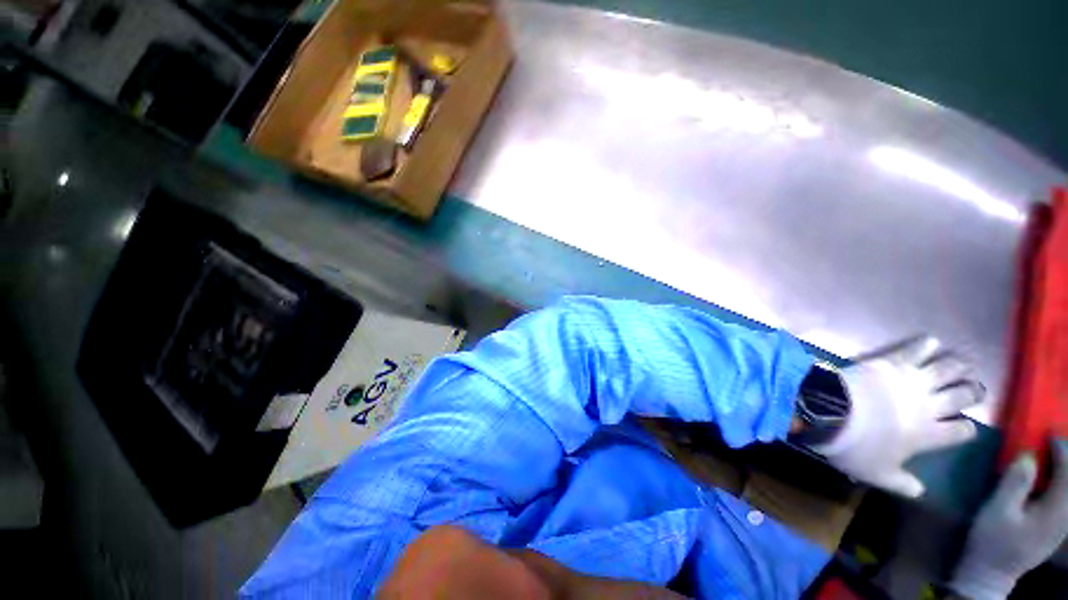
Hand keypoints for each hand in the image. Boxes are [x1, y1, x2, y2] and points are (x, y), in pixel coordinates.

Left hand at [809, 336, 983, 496]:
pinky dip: (925, 345)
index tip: (966, 426)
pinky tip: (931, 341)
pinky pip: (914, 351)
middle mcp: (930, 406)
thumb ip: (902, 484)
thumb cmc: (856, 448)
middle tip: (975, 389)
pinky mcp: (892, 363)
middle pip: (962, 396)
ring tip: (964, 364)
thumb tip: (919, 493)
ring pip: (947, 370)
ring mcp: (912, 382)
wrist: (831, 414)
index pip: (961, 431)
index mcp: (930, 436)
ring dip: (958, 366)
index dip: (967, 428)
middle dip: (972, 392)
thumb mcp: (878, 474)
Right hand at [949, 440, 1067, 599]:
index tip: (1050, 433)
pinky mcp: (1055, 527)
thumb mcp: (998, 511)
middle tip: (1056, 440)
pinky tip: (1052, 478)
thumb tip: (1028, 455)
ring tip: (1056, 454)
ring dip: (1065, 471)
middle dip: (1067, 459)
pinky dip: (1062, 483)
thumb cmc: (992, 539)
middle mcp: (1065, 517)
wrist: (991, 572)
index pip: (1067, 475)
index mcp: (1055, 512)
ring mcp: (1061, 525)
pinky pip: (1066, 499)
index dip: (1062, 451)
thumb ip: (1015, 483)